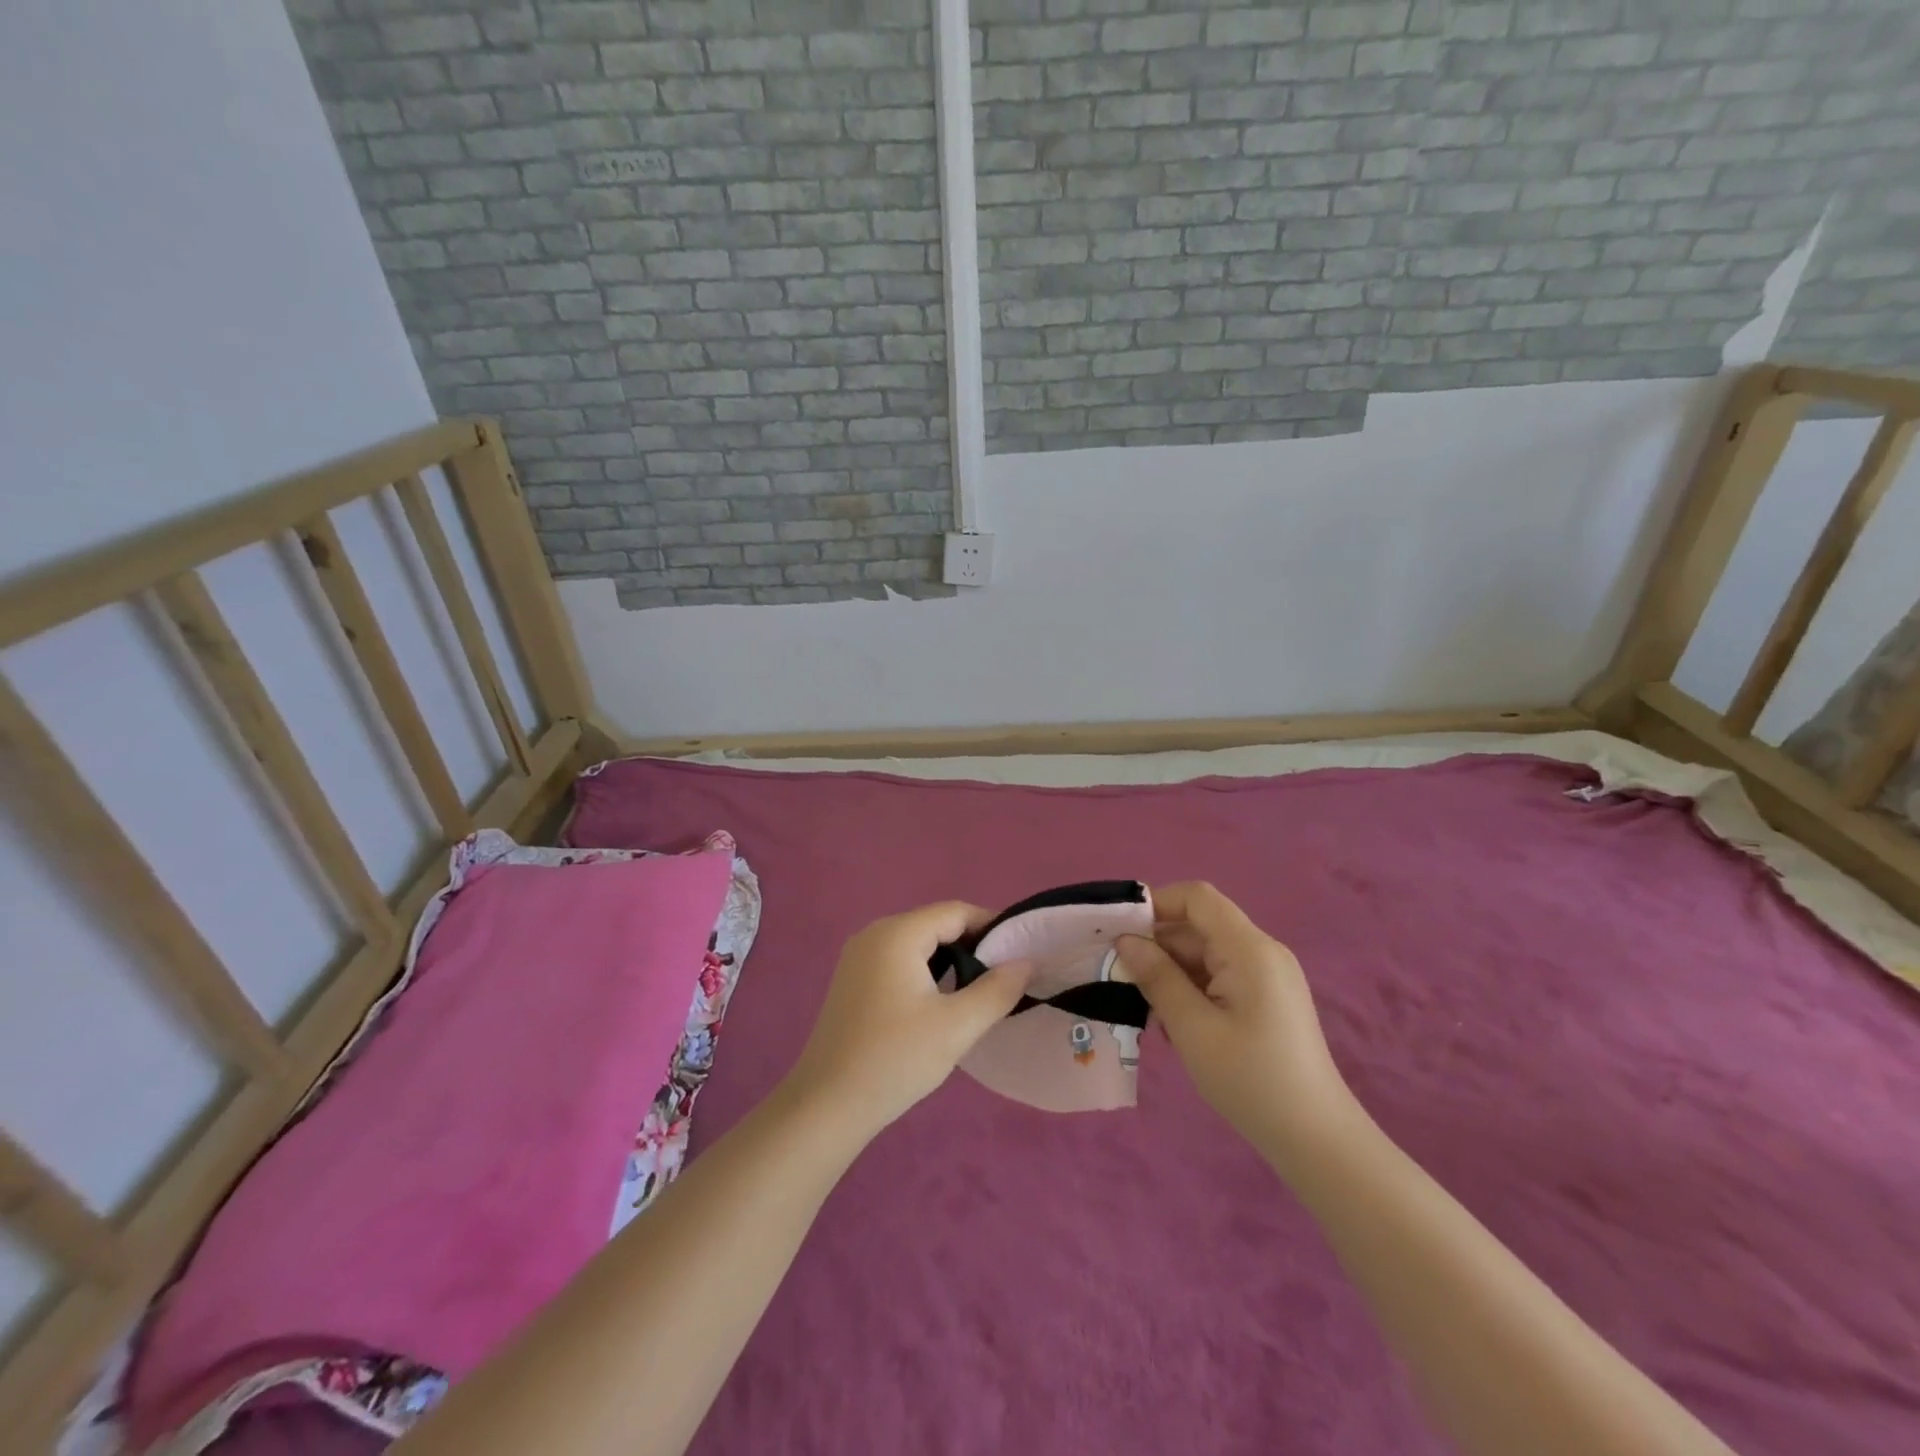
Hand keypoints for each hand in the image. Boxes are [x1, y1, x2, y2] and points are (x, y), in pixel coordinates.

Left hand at [782, 903, 1032, 1138]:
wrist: (827, 1104)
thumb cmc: (895, 1059)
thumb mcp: (956, 1026)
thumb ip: (997, 990)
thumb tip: (1026, 962)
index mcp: (898, 933)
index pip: (956, 912)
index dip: (992, 927)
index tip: (1020, 954)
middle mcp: (874, 933)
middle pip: (935, 924)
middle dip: (972, 946)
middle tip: (1002, 979)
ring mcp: (858, 956)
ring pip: (917, 944)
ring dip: (949, 961)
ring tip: (977, 993)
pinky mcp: (852, 979)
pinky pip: (898, 960)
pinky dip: (925, 972)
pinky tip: (938, 1004)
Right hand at [1116, 882, 1356, 1171]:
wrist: (1317, 1140)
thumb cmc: (1250, 1079)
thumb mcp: (1192, 1028)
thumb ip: (1157, 977)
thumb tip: (1126, 941)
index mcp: (1248, 949)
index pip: (1197, 897)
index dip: (1157, 904)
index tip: (1121, 933)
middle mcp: (1261, 952)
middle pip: (1199, 926)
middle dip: (1158, 946)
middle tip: (1122, 979)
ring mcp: (1268, 976)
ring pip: (1206, 954)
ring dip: (1172, 972)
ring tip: (1146, 1008)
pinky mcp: (1268, 999)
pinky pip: (1221, 976)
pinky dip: (1193, 989)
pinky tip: (1176, 1024)